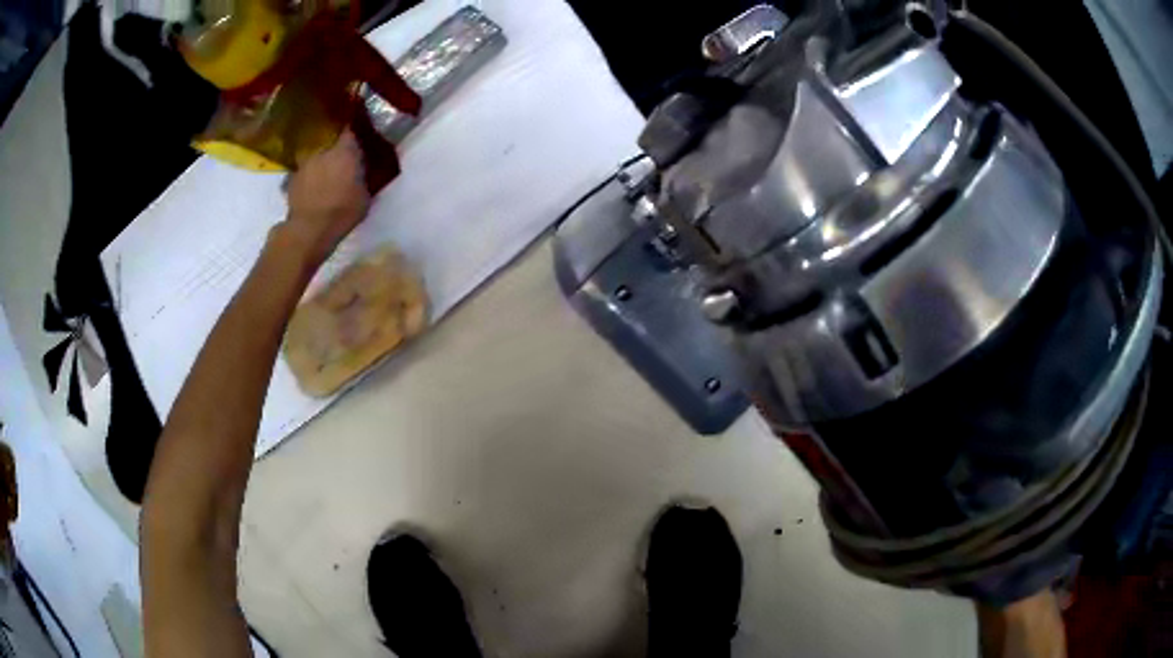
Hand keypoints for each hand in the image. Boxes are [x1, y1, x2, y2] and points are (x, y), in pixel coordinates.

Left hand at [283, 131, 370, 266]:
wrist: (310, 229)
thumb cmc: (343, 211)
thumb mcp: (364, 196)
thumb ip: (362, 178)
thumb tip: (362, 172)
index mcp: (345, 151)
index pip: (351, 131)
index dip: (354, 133)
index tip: (358, 137)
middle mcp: (323, 151)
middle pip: (330, 143)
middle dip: (335, 149)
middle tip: (341, 159)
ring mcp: (305, 164)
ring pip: (316, 157)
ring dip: (320, 163)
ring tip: (325, 175)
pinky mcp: (291, 179)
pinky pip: (304, 173)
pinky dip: (308, 178)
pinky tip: (312, 188)